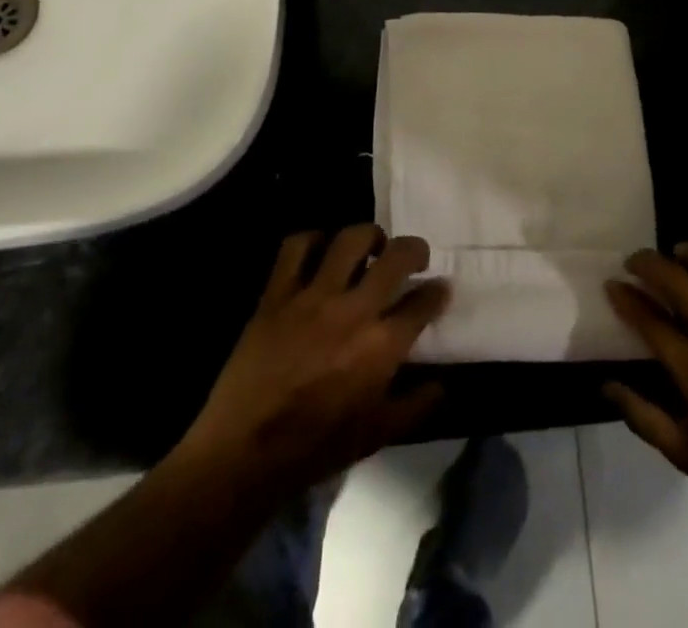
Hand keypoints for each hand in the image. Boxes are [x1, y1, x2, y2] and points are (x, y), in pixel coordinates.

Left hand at [180, 225, 449, 495]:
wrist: (244, 452)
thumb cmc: (315, 447)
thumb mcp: (376, 435)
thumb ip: (415, 407)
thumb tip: (442, 386)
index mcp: (381, 345)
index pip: (422, 302)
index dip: (437, 291)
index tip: (440, 288)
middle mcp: (354, 310)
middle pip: (396, 256)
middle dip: (414, 249)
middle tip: (415, 256)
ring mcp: (313, 296)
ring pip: (350, 239)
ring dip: (368, 236)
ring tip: (371, 246)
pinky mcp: (278, 292)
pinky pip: (297, 247)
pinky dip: (312, 240)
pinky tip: (320, 250)